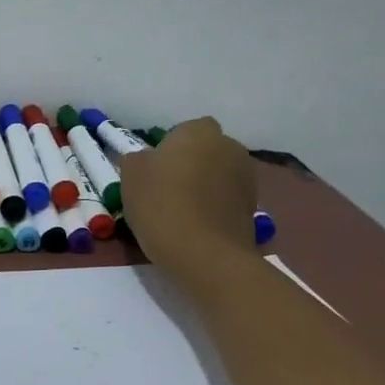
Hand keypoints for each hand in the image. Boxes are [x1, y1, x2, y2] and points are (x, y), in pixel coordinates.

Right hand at [117, 117, 257, 270]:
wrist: (205, 254)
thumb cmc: (162, 205)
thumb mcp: (131, 176)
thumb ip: (137, 159)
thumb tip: (146, 160)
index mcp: (198, 132)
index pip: (184, 130)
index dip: (169, 148)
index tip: (154, 171)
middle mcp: (229, 146)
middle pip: (205, 150)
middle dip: (191, 164)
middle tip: (167, 189)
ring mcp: (246, 176)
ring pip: (218, 174)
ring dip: (205, 185)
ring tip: (182, 211)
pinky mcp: (253, 206)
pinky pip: (227, 198)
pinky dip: (215, 206)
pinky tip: (197, 226)